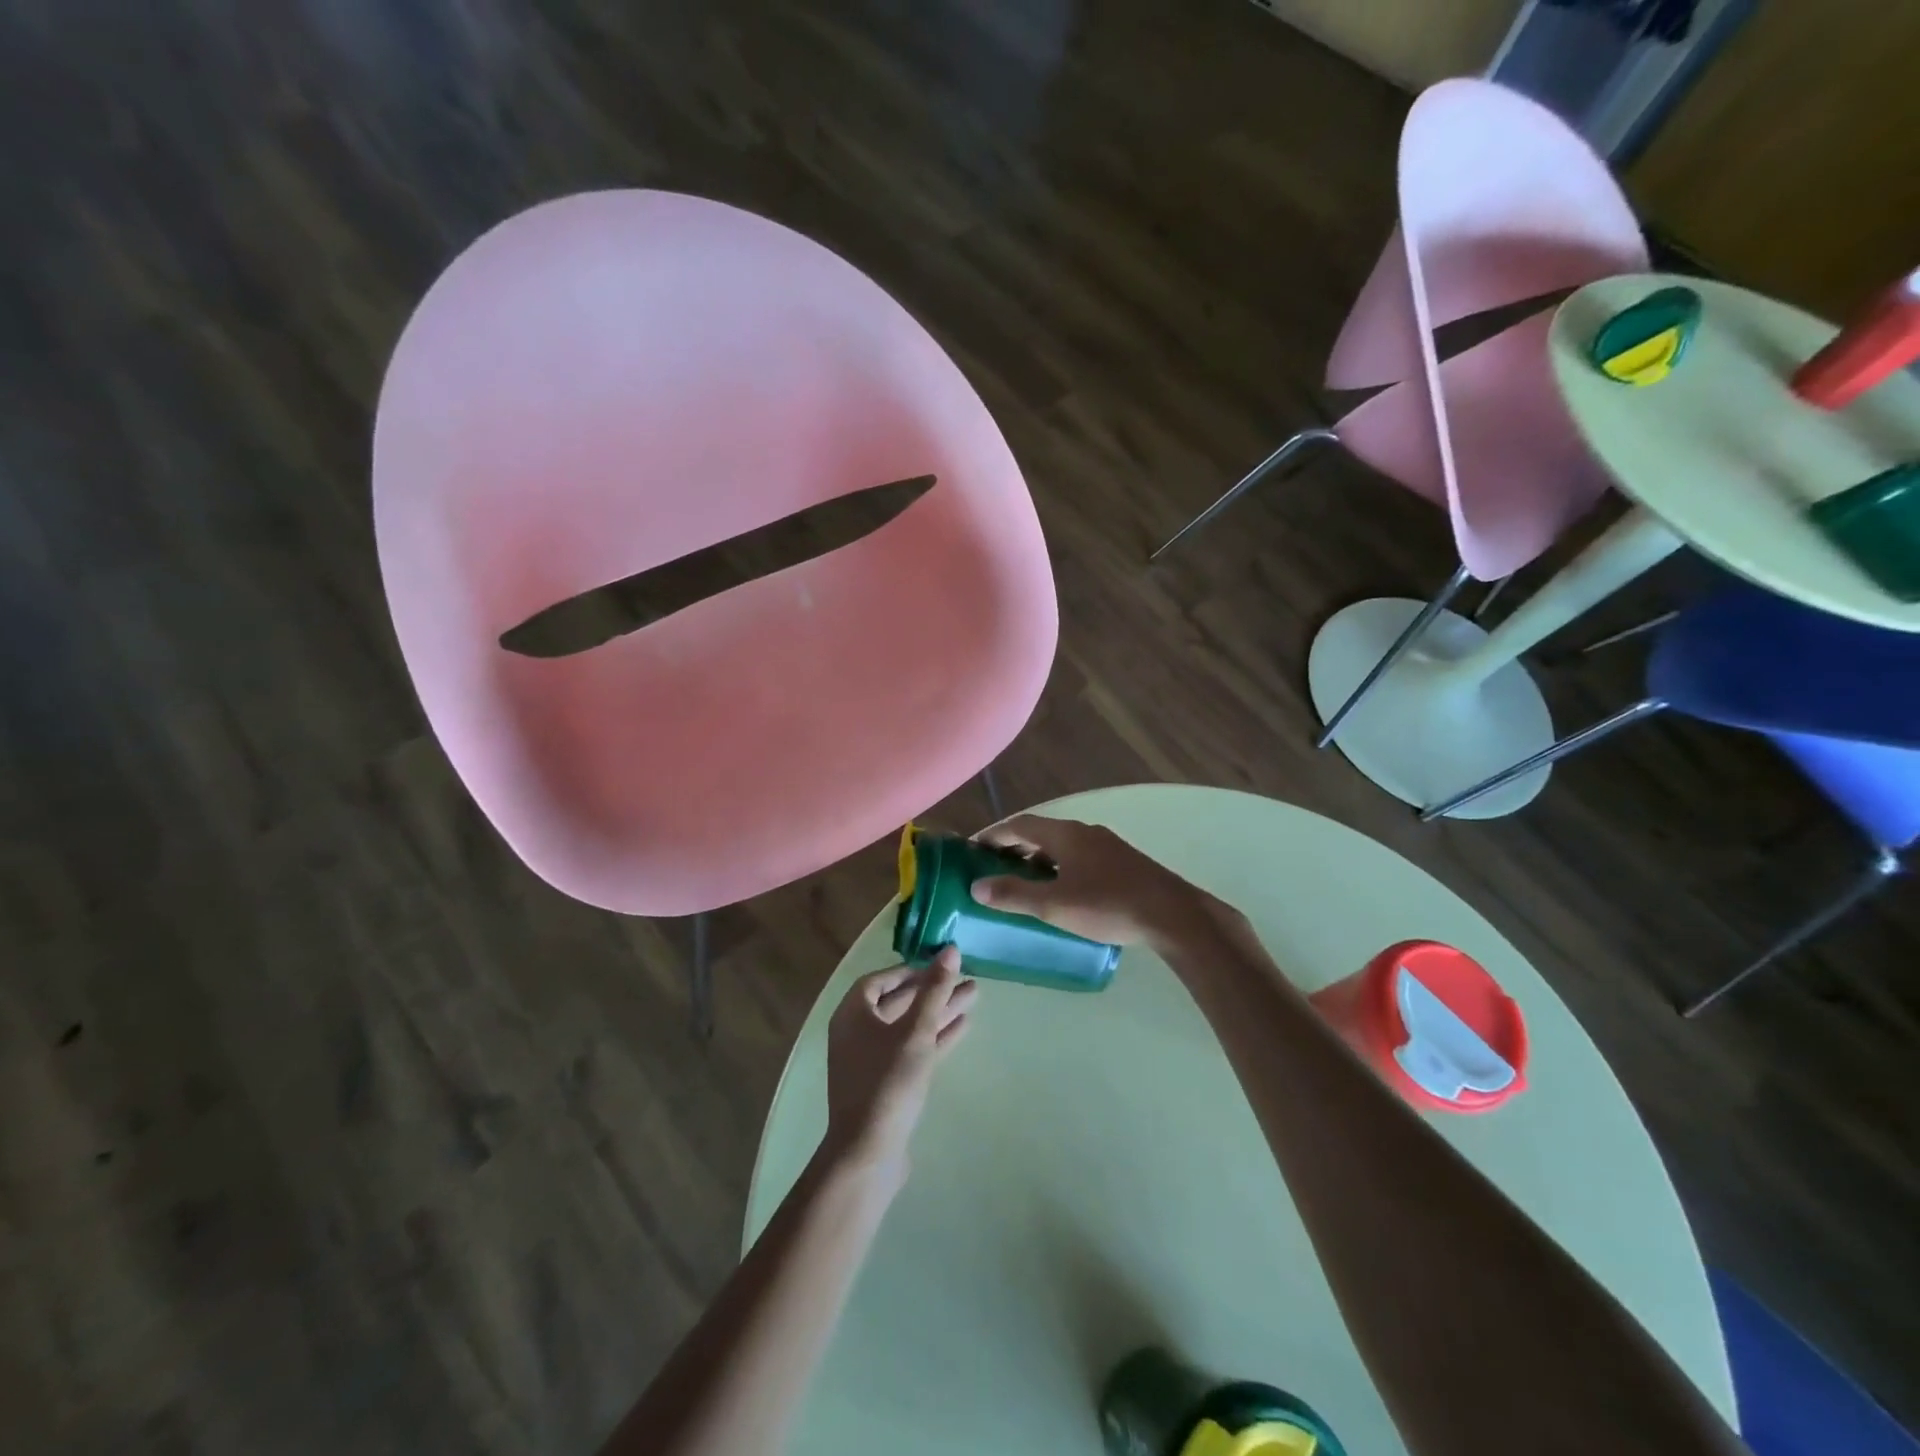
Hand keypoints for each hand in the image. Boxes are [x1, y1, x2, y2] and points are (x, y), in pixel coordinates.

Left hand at [825, 946, 975, 1181]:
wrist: (868, 1152)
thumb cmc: (888, 1082)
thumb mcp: (915, 1032)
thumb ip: (934, 990)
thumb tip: (949, 950)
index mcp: (852, 1014)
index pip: (879, 980)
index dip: (909, 970)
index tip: (937, 966)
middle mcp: (857, 1033)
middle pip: (899, 1002)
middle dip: (932, 990)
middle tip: (966, 978)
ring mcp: (871, 1060)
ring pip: (909, 1026)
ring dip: (939, 1011)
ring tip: (974, 997)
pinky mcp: (887, 1083)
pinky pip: (912, 1049)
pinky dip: (935, 1037)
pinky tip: (963, 1027)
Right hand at [969, 815, 1219, 947]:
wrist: (1173, 915)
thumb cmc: (1109, 905)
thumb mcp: (1054, 905)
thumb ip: (1014, 895)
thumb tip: (977, 886)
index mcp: (1065, 834)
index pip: (1020, 825)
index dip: (994, 834)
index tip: (973, 849)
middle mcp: (1084, 832)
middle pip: (1040, 832)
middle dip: (1014, 847)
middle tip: (992, 867)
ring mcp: (1107, 845)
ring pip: (1062, 846)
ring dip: (1038, 859)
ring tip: (1023, 883)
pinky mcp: (1122, 862)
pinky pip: (1079, 857)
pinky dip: (1059, 867)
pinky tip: (1062, 892)